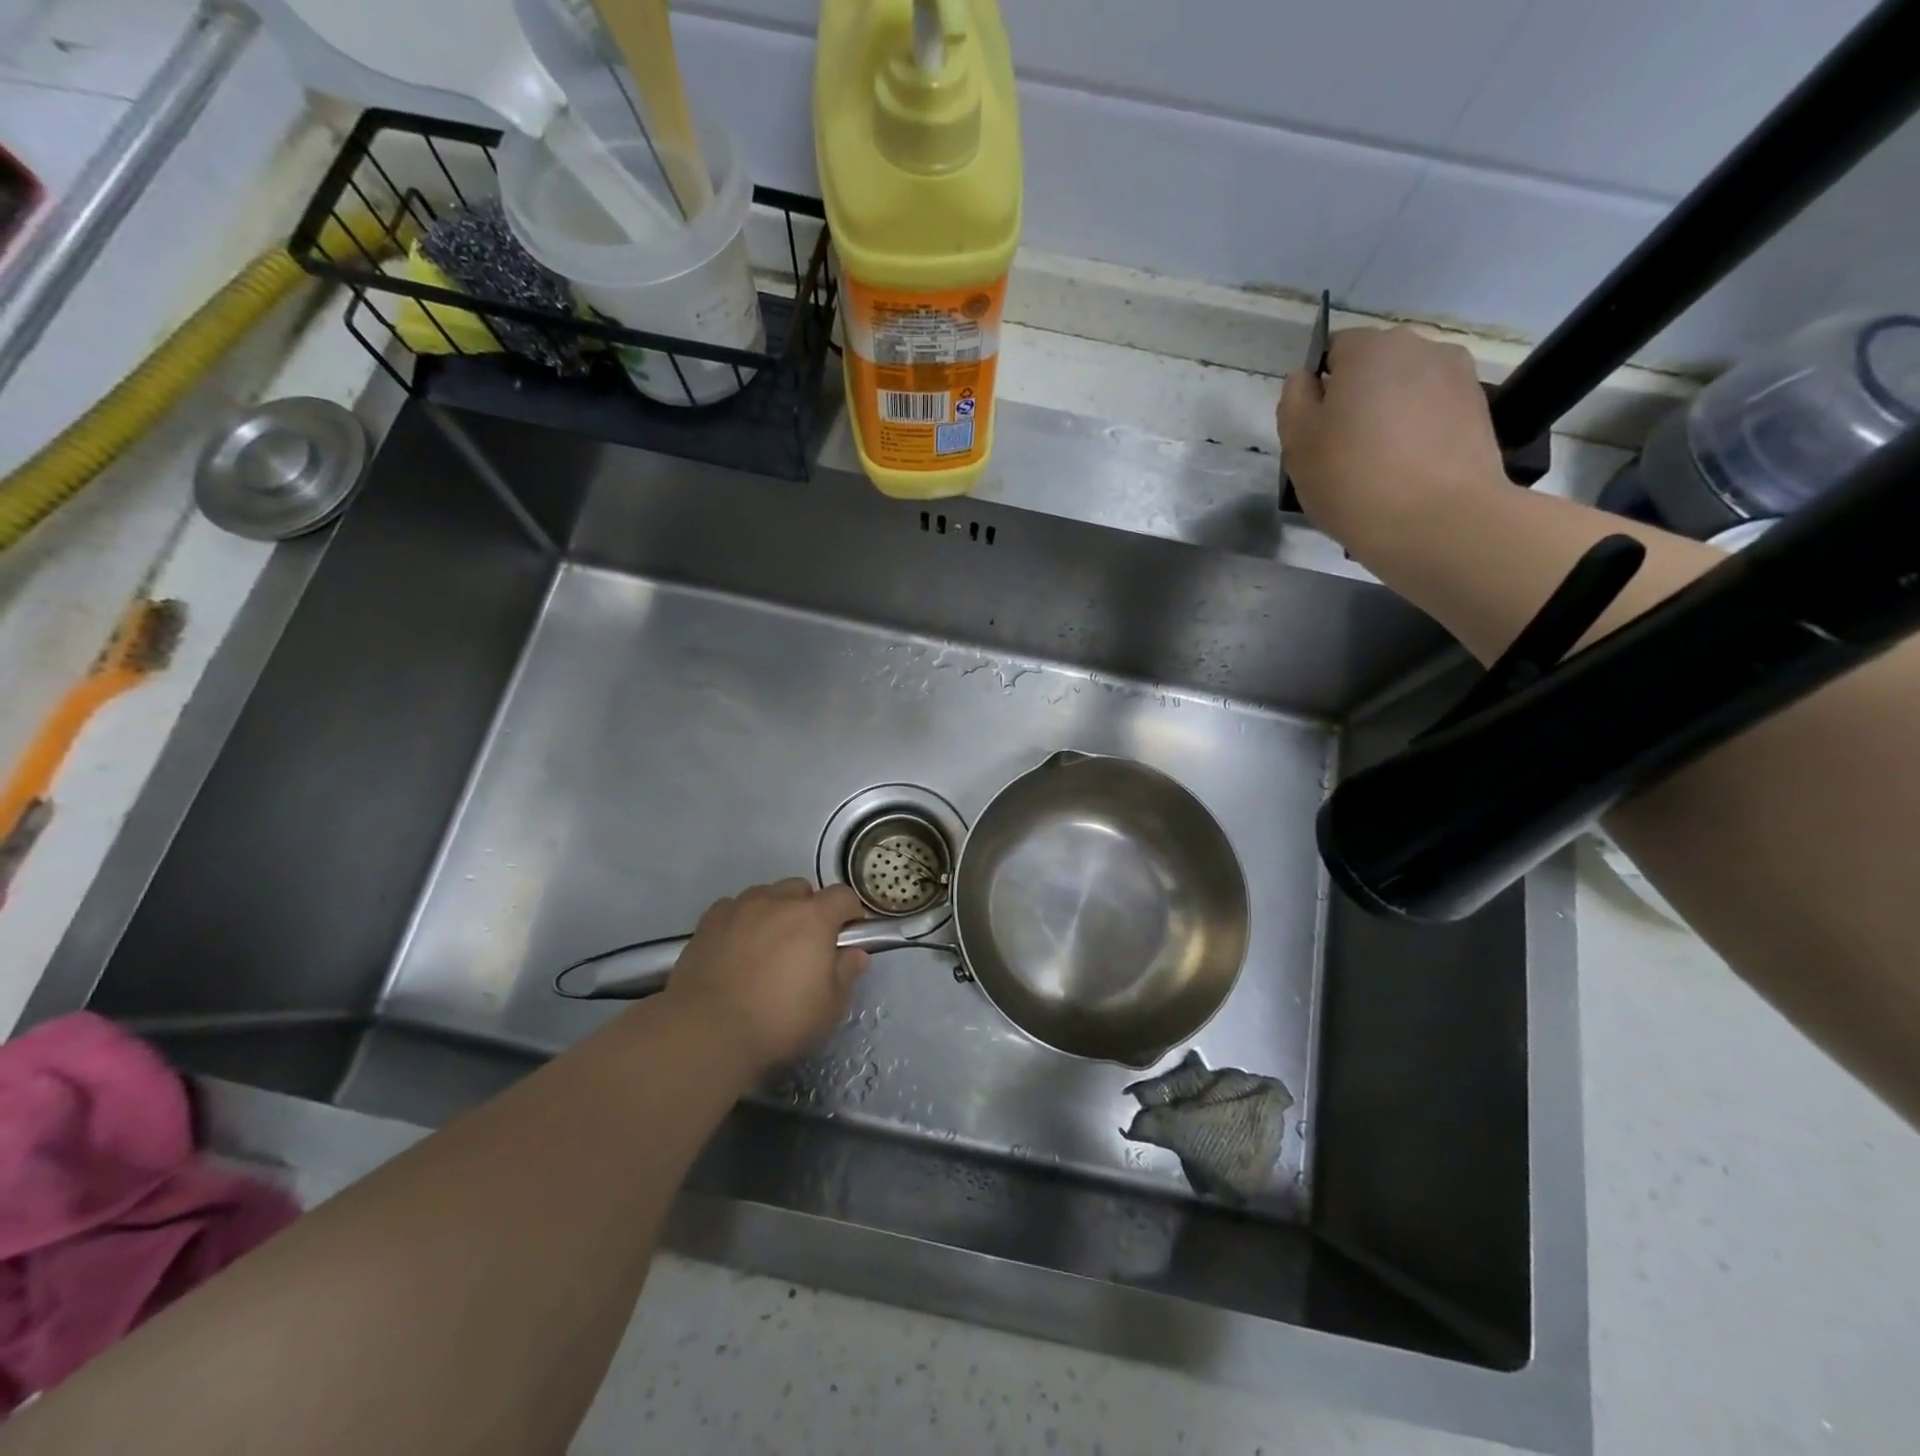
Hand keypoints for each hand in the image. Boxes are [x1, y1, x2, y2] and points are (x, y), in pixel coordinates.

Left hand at [661, 879, 869, 1071]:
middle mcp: (778, 901)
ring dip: (775, 912)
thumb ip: (846, 974)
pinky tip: (736, 950)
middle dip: (809, 910)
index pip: (843, 896)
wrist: (706, 1030)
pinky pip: (735, 908)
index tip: (847, 938)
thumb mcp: (829, 1007)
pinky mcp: (709, 921)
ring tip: (767, 947)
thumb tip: (855, 954)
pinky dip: (742, 921)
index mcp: (814, 917)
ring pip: (767, 895)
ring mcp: (740, 907)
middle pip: (802, 890)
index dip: (850, 914)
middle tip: (805, 946)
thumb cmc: (778, 1020)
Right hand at [1277, 325, 1506, 553]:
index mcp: (1371, 348)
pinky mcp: (1479, 412)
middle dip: (1357, 399)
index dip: (1319, 389)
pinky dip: (1417, 434)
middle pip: (1374, 368)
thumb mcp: (1298, 444)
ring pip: (1406, 391)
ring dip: (1389, 417)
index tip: (1315, 431)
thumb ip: (1294, 400)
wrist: (1439, 522)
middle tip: (1342, 452)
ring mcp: (1458, 378)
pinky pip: (1433, 414)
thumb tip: (1307, 380)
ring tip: (1379, 466)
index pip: (1334, 350)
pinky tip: (1408, 473)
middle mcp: (1421, 348)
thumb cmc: (1353, 479)